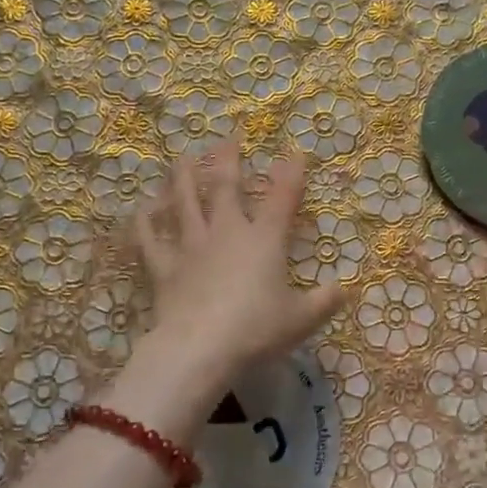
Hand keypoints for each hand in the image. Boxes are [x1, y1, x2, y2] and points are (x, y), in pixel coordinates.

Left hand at [134, 138, 343, 381]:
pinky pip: (151, 241)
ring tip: (183, 159)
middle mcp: (227, 233)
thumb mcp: (301, 319)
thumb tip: (345, 290)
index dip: (291, 173)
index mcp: (264, 240)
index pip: (282, 198)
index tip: (295, 152)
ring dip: (184, 179)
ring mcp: (192, 247)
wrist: (200, 348)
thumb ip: (324, 302)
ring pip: (185, 204)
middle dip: (229, 161)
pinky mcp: (165, 268)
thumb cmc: (256, 329)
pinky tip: (140, 211)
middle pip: (226, 188)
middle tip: (227, 139)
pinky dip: (145, 225)